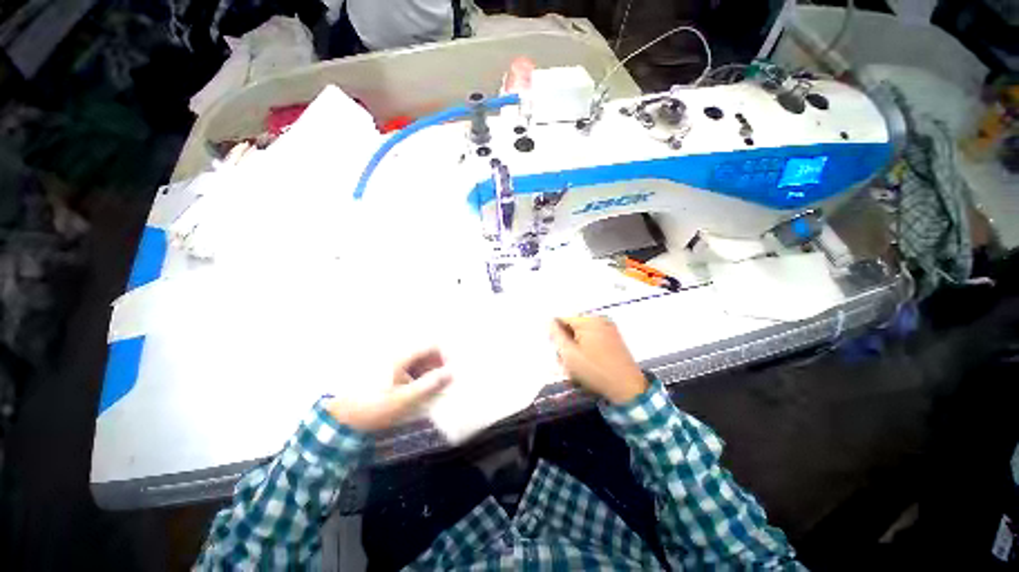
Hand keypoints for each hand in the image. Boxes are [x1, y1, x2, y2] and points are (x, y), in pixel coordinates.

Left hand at [326, 347, 451, 431]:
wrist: (339, 419)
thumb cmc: (373, 407)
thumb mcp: (403, 399)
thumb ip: (428, 385)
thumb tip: (450, 373)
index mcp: (400, 357)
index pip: (430, 346)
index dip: (444, 355)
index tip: (451, 371)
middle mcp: (396, 355)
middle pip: (425, 352)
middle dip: (438, 365)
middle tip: (444, 382)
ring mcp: (390, 363)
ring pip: (417, 361)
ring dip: (428, 372)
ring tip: (433, 389)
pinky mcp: (386, 372)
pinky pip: (409, 368)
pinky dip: (418, 376)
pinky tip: (418, 390)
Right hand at [550, 316, 647, 404]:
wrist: (628, 387)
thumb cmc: (595, 370)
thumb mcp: (569, 354)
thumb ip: (556, 336)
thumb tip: (549, 322)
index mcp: (588, 320)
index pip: (562, 319)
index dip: (556, 335)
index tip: (557, 351)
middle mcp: (599, 319)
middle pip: (573, 326)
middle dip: (567, 342)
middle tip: (566, 361)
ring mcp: (609, 328)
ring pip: (582, 334)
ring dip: (576, 347)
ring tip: (577, 366)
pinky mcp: (615, 338)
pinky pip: (594, 338)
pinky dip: (587, 348)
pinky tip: (588, 363)